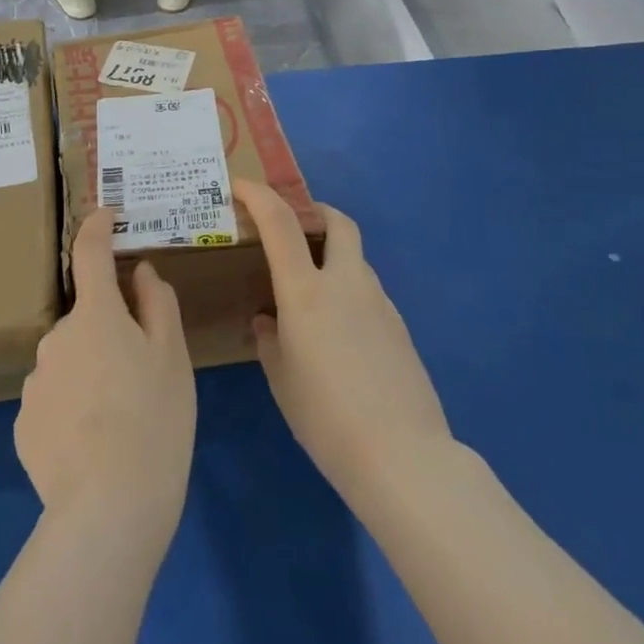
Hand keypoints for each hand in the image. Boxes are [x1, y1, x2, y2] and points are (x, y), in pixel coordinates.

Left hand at [16, 210, 194, 550]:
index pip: (90, 253)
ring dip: (90, 375)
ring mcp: (35, 380)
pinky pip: (54, 401)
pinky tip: (93, 447)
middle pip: (86, 321)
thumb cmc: (154, 421)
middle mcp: (56, 337)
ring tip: (119, 423)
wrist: (108, 508)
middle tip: (141, 377)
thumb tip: (141, 272)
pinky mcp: (23, 423)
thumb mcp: (173, 358)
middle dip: (108, 334)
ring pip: (69, 362)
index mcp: (95, 315)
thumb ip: (157, 305)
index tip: (106, 215)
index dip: (98, 228)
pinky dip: (73, 410)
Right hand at [239, 181, 453, 518]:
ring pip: (355, 259)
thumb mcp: (281, 378)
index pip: (280, 223)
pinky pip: (368, 292)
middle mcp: (346, 283)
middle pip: (338, 223)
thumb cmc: (326, 416)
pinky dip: (349, 290)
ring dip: (332, 256)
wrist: (403, 456)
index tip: (240, 186)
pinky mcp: (399, 327)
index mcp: (306, 291)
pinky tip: (339, 332)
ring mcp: (379, 303)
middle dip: (315, 212)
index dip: (258, 196)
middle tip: (293, 226)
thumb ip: (269, 339)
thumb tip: (268, 321)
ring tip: (311, 291)